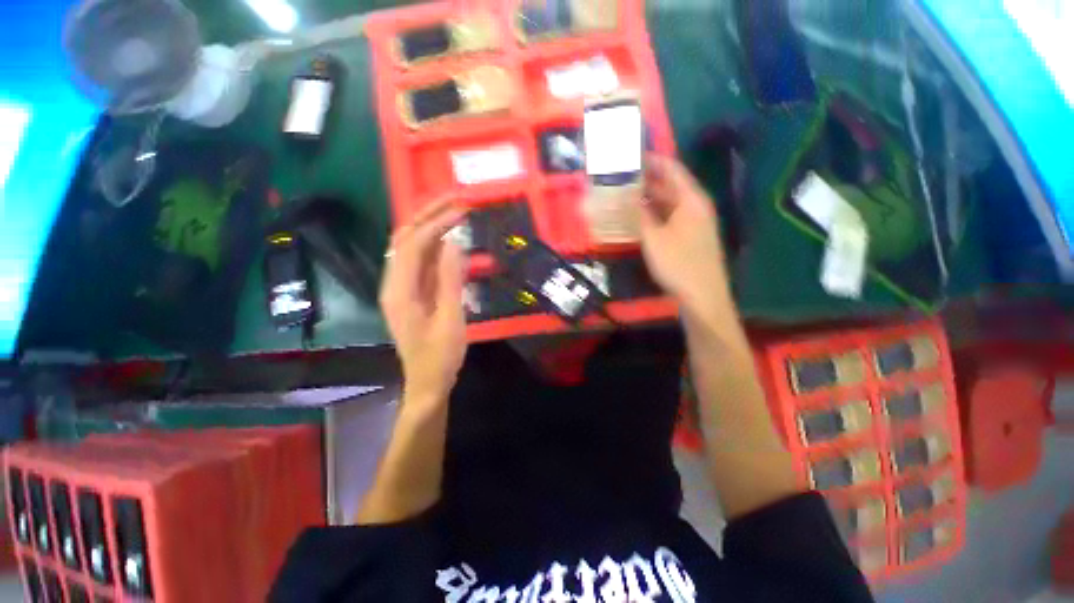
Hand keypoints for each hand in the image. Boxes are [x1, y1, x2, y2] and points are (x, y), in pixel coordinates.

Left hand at [380, 198, 467, 404]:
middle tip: (455, 198)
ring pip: (410, 246)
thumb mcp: (451, 319)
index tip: (462, 210)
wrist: (427, 382)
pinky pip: (420, 260)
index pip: (413, 244)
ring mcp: (401, 287)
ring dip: (429, 224)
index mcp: (399, 291)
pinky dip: (433, 243)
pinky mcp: (411, 292)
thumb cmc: (440, 356)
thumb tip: (453, 241)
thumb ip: (451, 280)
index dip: (437, 223)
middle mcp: (393, 283)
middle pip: (404, 237)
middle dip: (428, 213)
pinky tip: (449, 237)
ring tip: (453, 210)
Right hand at [639, 154, 733, 318]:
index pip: (672, 169)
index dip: (652, 161)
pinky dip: (654, 214)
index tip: (631, 156)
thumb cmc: (678, 264)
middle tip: (621, 177)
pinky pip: (669, 217)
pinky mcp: (689, 237)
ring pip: (669, 203)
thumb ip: (639, 214)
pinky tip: (638, 217)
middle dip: (647, 180)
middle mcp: (695, 206)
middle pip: (670, 185)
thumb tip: (626, 195)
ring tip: (625, 194)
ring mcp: (694, 222)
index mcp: (691, 200)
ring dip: (649, 198)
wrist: (702, 296)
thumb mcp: (653, 238)